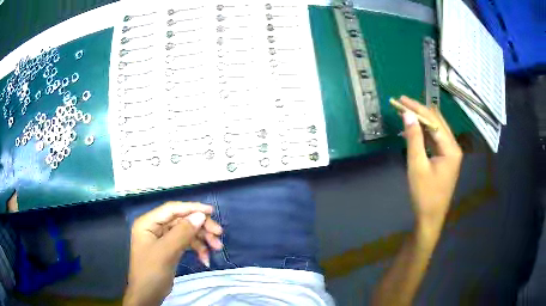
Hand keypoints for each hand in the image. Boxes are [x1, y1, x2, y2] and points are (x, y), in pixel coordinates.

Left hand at [123, 202, 222, 305]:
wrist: (148, 295)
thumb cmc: (151, 272)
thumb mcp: (166, 252)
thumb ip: (182, 232)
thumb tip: (200, 215)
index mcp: (148, 223)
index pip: (171, 209)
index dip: (191, 208)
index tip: (211, 212)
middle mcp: (155, 227)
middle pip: (181, 220)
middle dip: (200, 227)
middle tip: (218, 234)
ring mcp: (162, 238)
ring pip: (185, 232)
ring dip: (201, 239)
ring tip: (216, 248)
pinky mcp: (169, 249)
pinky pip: (185, 243)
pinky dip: (196, 249)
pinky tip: (205, 259)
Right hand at [399, 96, 462, 233]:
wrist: (430, 218)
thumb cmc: (424, 195)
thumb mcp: (417, 166)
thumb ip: (414, 138)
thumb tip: (408, 114)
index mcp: (451, 148)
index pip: (434, 121)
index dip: (417, 108)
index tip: (401, 100)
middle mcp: (454, 147)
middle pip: (437, 122)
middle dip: (420, 111)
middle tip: (402, 104)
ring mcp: (451, 153)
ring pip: (437, 129)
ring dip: (422, 121)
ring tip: (406, 113)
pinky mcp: (446, 159)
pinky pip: (436, 140)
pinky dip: (424, 133)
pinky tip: (414, 130)